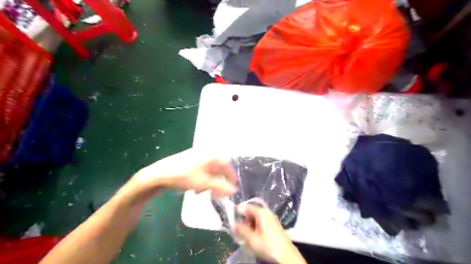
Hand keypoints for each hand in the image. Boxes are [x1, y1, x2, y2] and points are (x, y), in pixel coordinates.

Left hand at [123, 148, 236, 201]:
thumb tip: (234, 191)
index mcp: (210, 156)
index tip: (232, 187)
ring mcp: (196, 157)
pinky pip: (201, 171)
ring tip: (203, 192)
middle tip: (217, 193)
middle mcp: (205, 154)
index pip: (226, 164)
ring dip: (209, 182)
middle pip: (218, 168)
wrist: (158, 174)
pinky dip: (202, 180)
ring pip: (209, 171)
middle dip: (218, 182)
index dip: (231, 176)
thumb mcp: (203, 183)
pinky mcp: (189, 161)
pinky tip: (195, 188)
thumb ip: (220, 187)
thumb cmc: (183, 176)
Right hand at [233, 204, 307, 263]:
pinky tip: (255, 237)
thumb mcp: (252, 239)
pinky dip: (256, 228)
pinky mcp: (275, 226)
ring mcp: (272, 219)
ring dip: (250, 225)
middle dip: (245, 220)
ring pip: (257, 218)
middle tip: (239, 229)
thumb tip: (233, 224)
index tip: (232, 217)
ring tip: (246, 235)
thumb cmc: (268, 245)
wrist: (287, 255)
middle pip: (252, 212)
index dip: (239, 211)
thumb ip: (241, 230)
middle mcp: (267, 213)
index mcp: (261, 212)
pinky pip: (262, 223)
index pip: (247, 207)